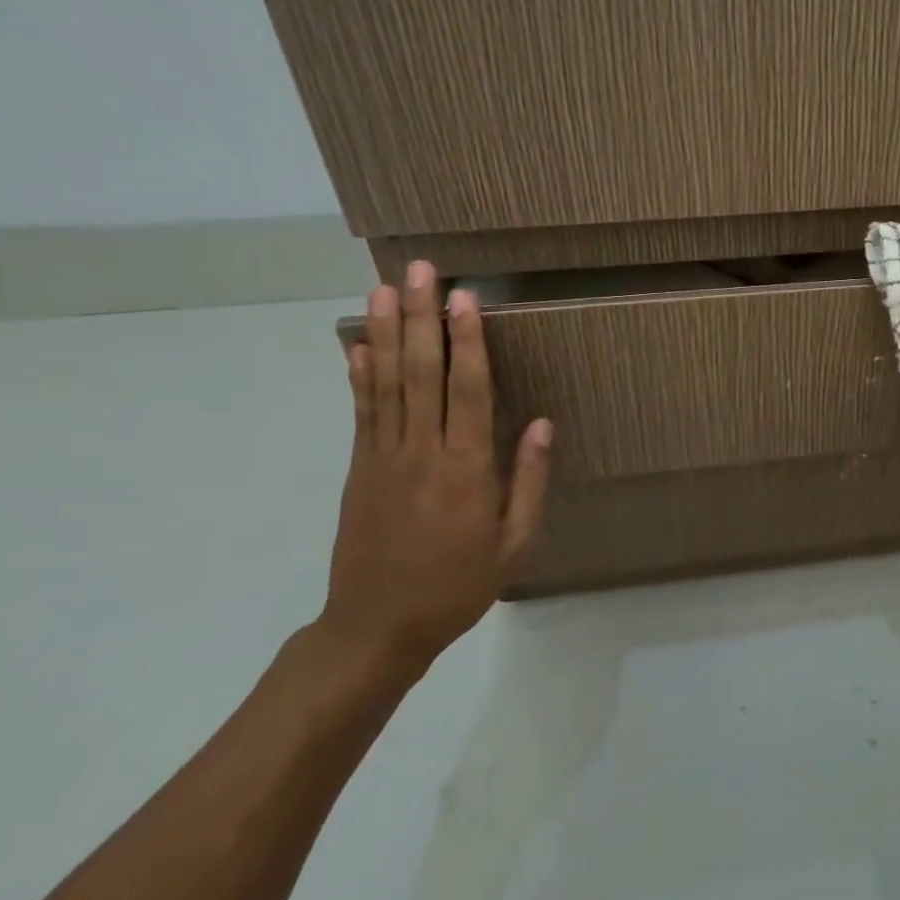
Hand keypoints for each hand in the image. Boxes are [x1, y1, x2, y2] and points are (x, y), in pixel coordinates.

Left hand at [320, 261, 551, 675]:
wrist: (376, 628)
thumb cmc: (458, 585)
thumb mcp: (513, 543)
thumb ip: (528, 480)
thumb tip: (540, 423)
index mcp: (466, 470)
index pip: (467, 391)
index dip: (466, 341)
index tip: (463, 297)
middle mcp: (421, 453)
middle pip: (421, 373)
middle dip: (422, 317)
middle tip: (419, 270)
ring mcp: (383, 458)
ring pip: (387, 383)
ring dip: (388, 332)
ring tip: (385, 288)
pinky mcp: (360, 468)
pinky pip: (362, 412)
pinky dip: (360, 375)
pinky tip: (359, 343)